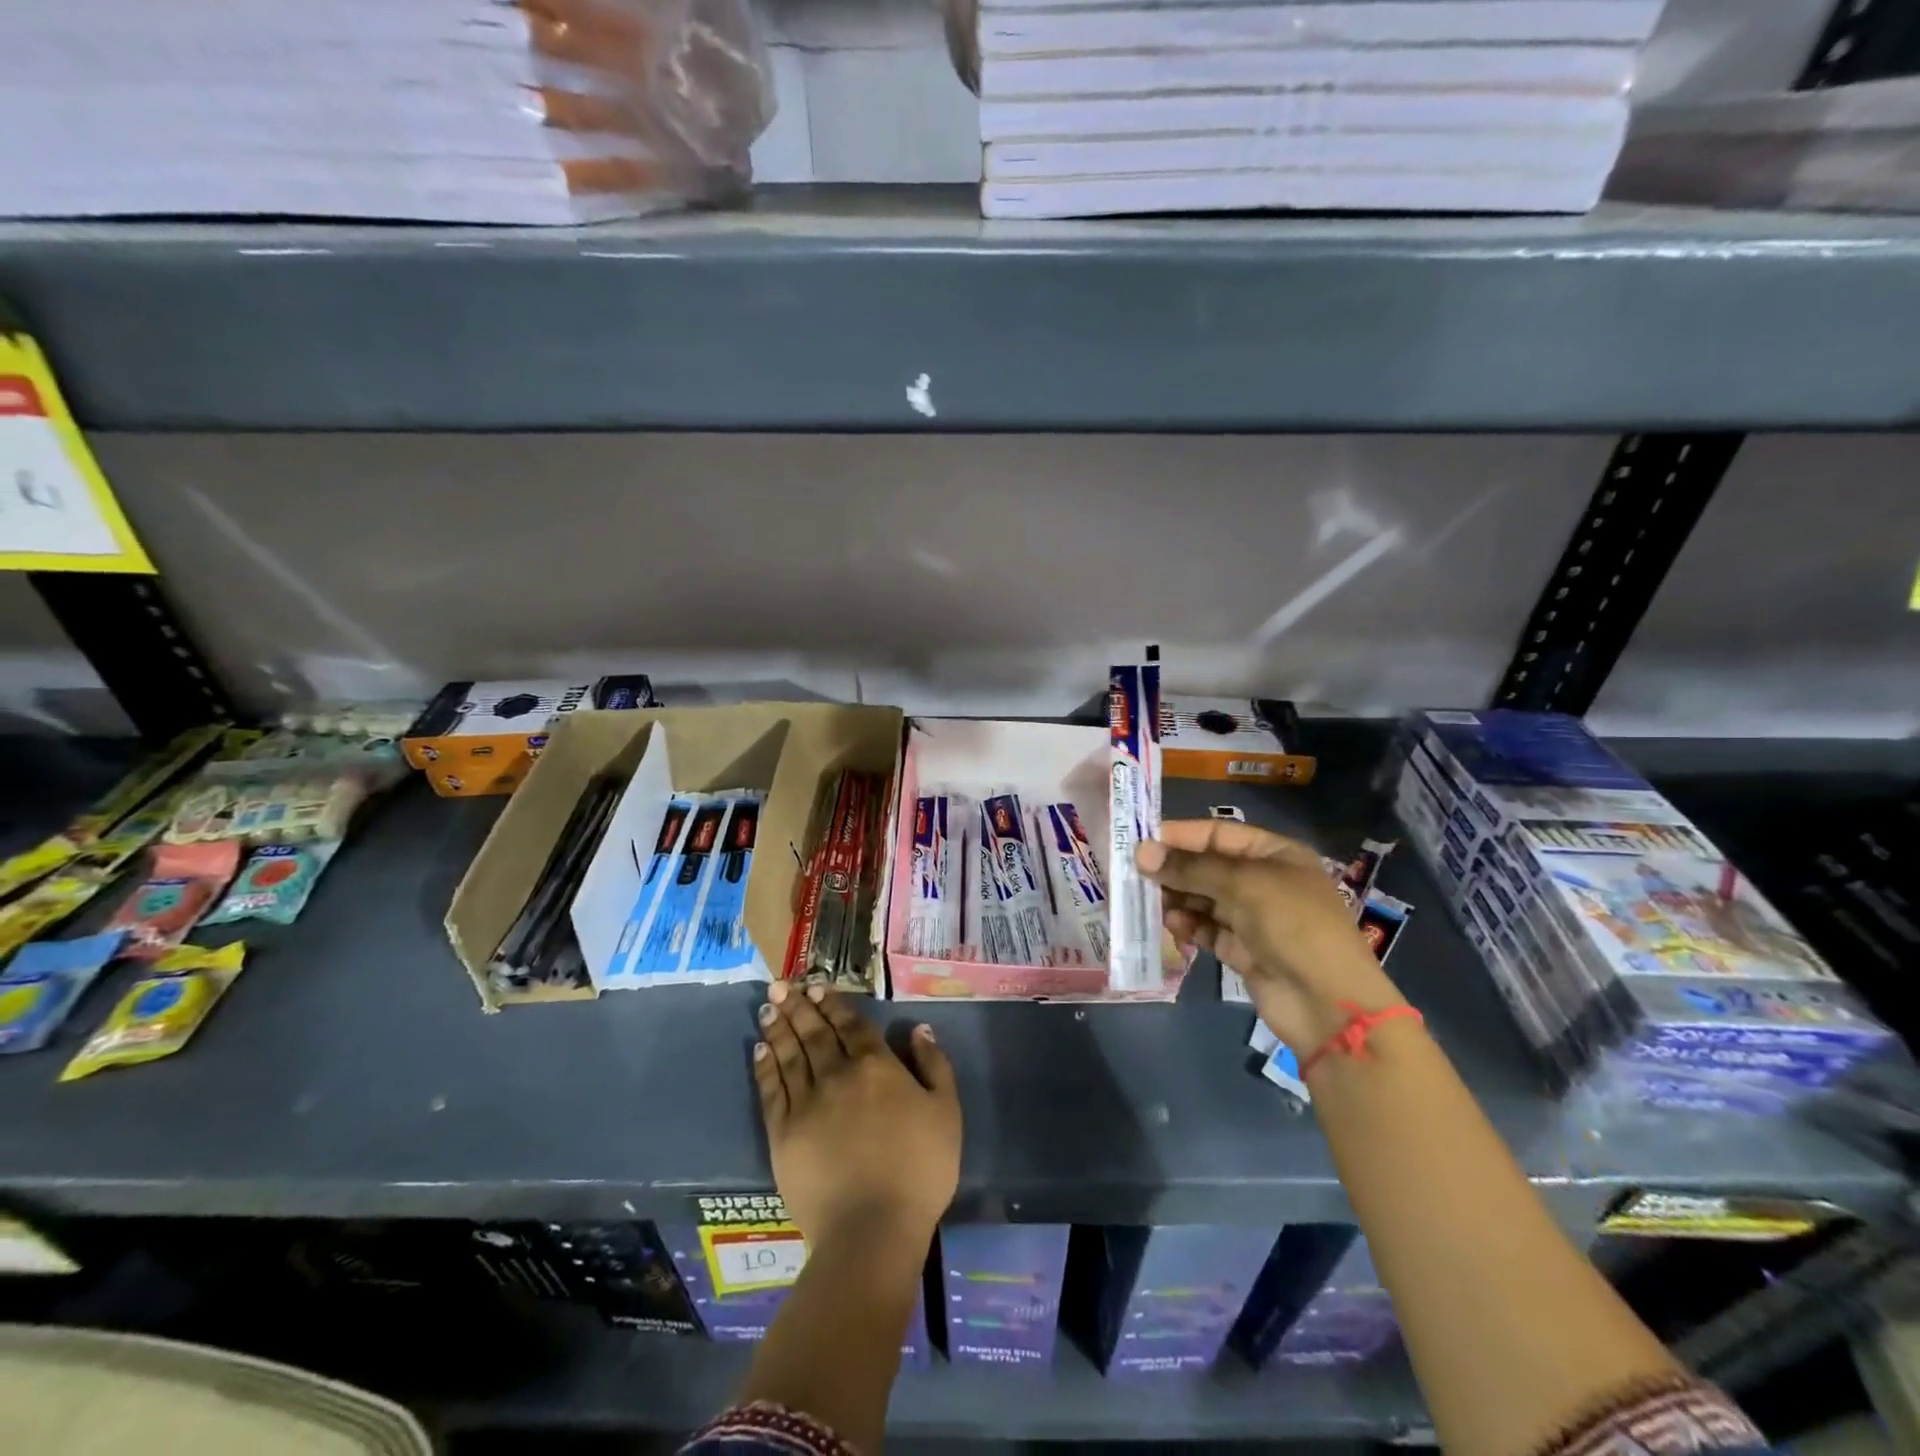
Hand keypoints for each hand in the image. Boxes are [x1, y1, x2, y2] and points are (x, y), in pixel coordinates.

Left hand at [753, 981, 961, 1250]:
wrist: (873, 1229)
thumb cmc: (919, 1170)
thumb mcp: (946, 1112)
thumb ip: (934, 1066)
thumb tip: (919, 1029)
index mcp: (876, 1066)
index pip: (851, 1025)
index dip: (833, 1004)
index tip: (816, 986)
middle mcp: (837, 1074)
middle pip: (814, 1033)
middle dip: (798, 1006)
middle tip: (780, 984)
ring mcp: (807, 1103)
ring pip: (789, 1055)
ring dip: (779, 1028)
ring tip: (768, 1007)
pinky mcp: (783, 1134)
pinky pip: (772, 1091)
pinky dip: (765, 1067)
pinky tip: (759, 1050)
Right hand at [1136, 819, 1406, 1048]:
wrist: (1329, 1004)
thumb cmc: (1293, 926)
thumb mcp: (1243, 885)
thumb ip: (1190, 868)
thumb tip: (1141, 853)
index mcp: (1274, 854)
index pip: (1218, 834)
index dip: (1180, 836)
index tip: (1141, 843)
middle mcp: (1263, 882)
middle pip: (1207, 867)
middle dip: (1174, 871)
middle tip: (1136, 876)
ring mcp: (1254, 918)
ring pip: (1203, 899)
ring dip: (1178, 900)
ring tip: (1152, 904)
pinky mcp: (1243, 950)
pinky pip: (1207, 930)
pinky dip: (1189, 926)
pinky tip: (1174, 927)